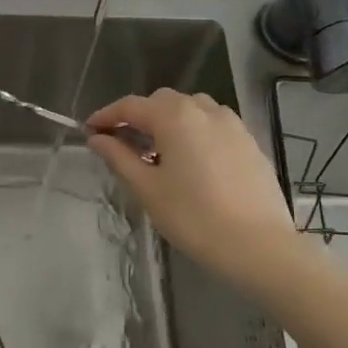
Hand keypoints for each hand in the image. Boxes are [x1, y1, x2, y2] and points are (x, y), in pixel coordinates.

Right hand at [85, 89, 304, 292]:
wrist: (258, 246)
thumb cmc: (194, 218)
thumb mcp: (147, 189)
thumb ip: (119, 158)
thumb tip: (97, 139)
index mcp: (175, 117)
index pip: (131, 106)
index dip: (106, 116)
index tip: (89, 130)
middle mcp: (204, 110)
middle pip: (162, 101)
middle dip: (138, 116)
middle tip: (120, 142)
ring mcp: (232, 124)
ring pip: (191, 109)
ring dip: (168, 121)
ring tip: (157, 150)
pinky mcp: (249, 142)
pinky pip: (213, 124)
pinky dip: (193, 131)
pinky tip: (190, 160)